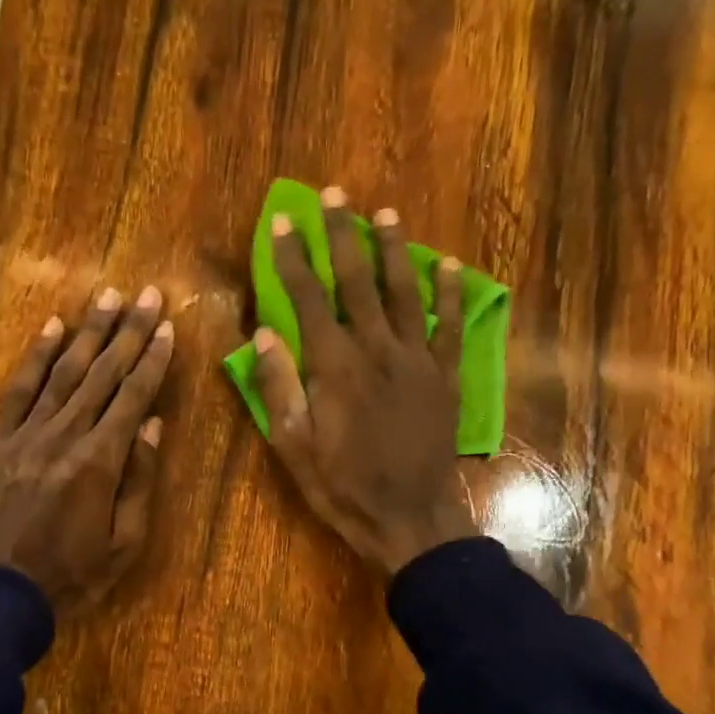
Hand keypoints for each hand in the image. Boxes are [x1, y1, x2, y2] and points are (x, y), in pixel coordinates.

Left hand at [0, 286, 173, 609]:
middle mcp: (64, 435)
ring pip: (63, 371)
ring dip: (88, 332)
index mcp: (99, 462)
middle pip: (102, 373)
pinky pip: (19, 390)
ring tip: (109, 297)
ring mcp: (27, 434)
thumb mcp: (123, 543)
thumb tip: (152, 425)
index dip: (153, 360)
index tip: (168, 327)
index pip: (133, 397)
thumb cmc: (70, 574)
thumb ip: (139, 481)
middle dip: (128, 332)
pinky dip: (35, 356)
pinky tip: (52, 327)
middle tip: (147, 294)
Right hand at [252, 186, 475, 573]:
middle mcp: (376, 349)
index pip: (308, 298)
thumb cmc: (342, 486)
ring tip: (383, 214)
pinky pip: (449, 325)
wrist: (408, 517)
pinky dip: (450, 293)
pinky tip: (447, 265)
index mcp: (334, 366)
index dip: (291, 258)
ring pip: (404, 291)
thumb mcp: (293, 446)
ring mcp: (416, 360)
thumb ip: (279, 387)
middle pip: (357, 280)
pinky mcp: (445, 376)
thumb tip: (263, 335)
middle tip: (333, 196)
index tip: (280, 223)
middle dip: (340, 235)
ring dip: (392, 249)